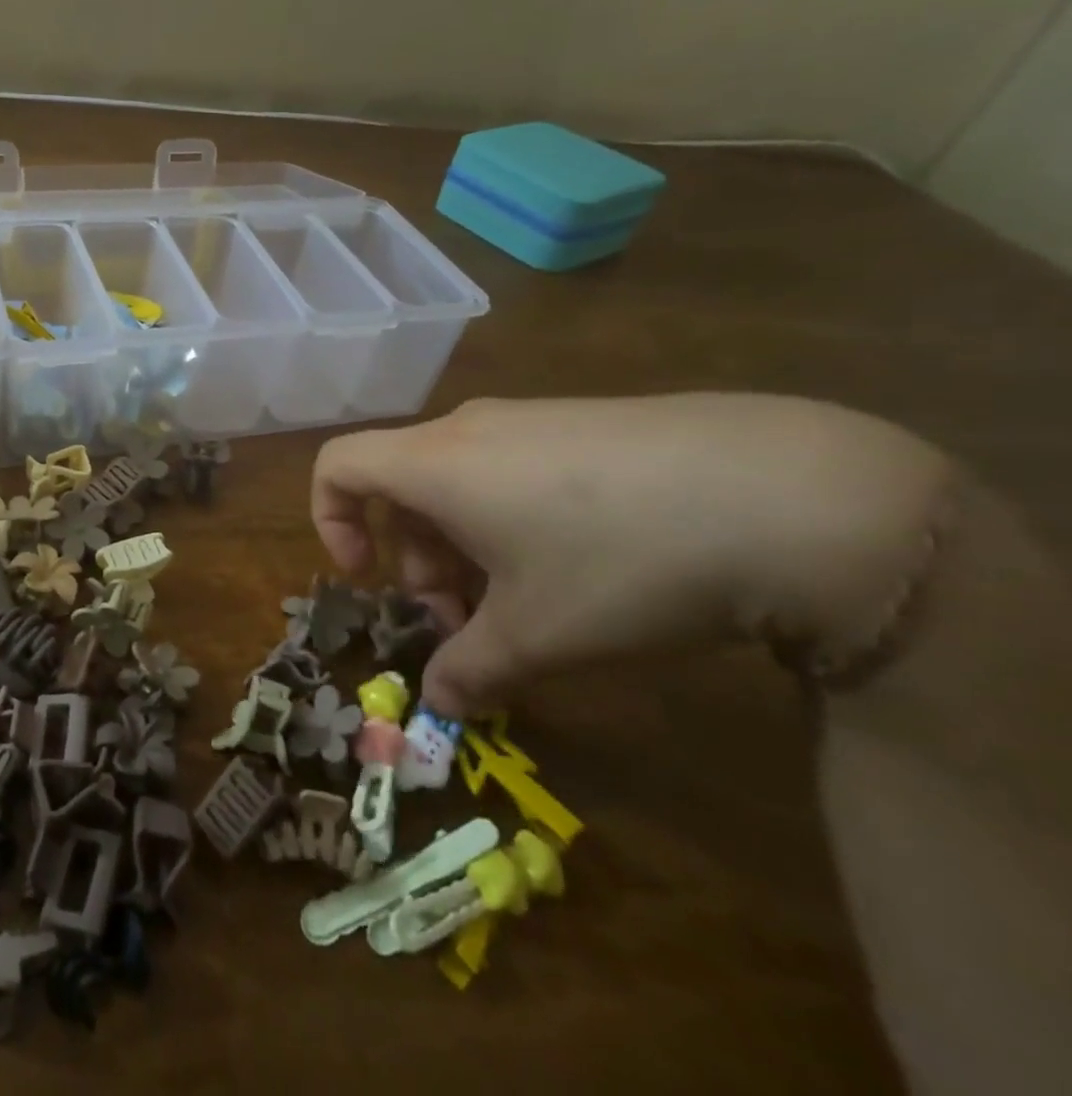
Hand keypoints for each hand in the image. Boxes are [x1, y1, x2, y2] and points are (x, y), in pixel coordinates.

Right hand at [312, 394, 950, 717]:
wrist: (790, 493)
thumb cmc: (620, 562)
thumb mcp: (537, 634)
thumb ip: (471, 669)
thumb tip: (440, 702)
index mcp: (434, 462)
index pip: (336, 465)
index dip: (330, 522)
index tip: (370, 580)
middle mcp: (470, 428)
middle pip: (403, 487)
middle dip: (417, 561)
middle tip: (469, 624)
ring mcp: (532, 418)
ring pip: (461, 481)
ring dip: (467, 547)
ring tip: (531, 605)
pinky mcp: (587, 423)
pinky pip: (514, 468)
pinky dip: (514, 520)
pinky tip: (587, 566)